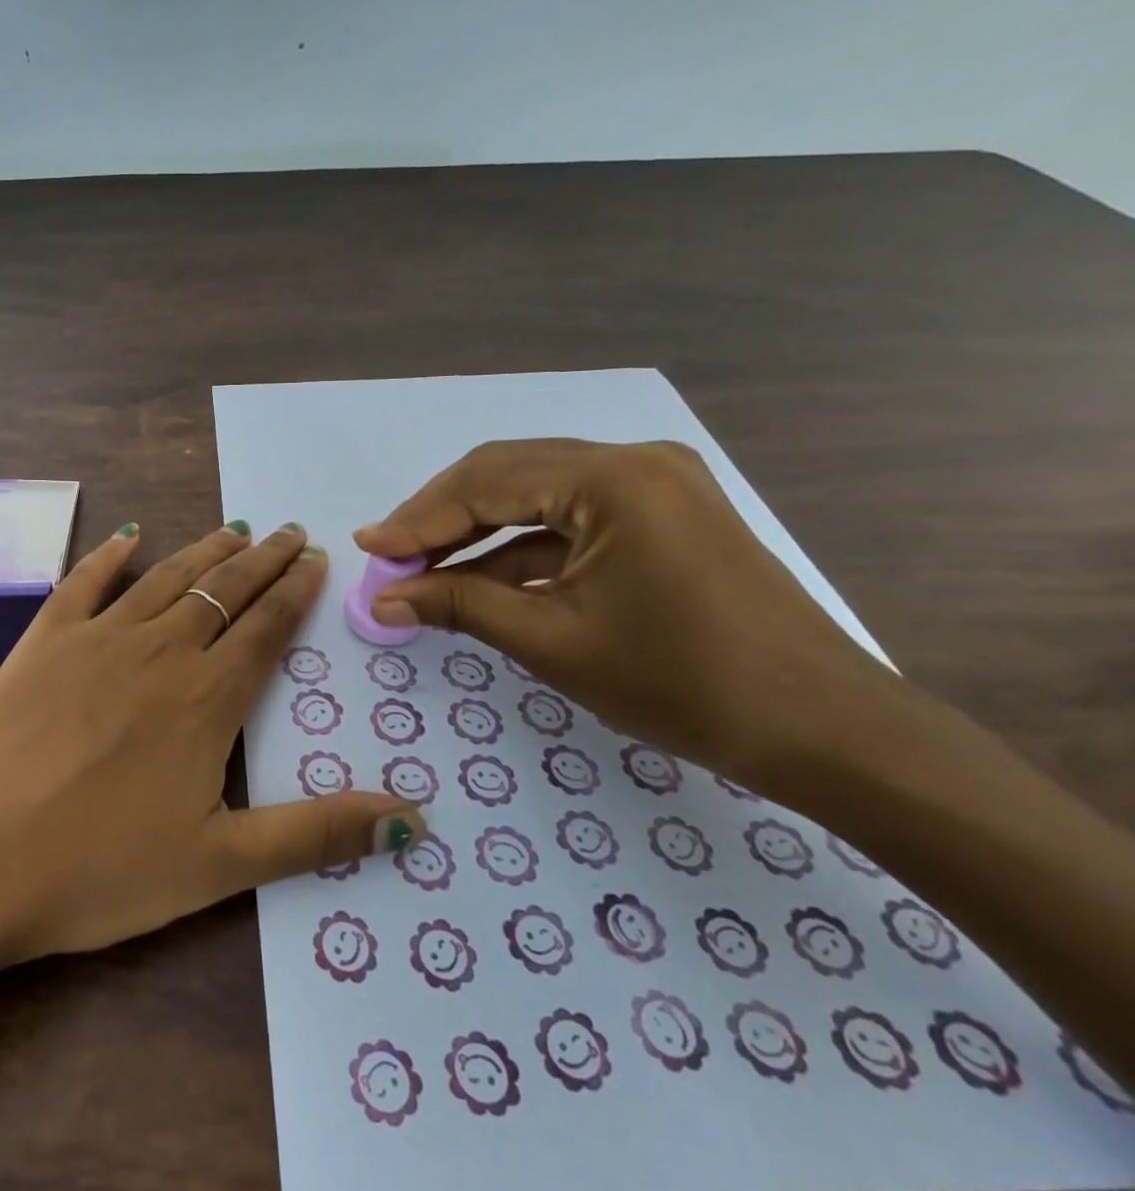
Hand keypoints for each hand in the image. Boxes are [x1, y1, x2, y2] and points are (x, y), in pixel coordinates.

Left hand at [0, 522, 425, 961]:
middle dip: (263, 560)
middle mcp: (160, 651)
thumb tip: (414, 820)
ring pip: (167, 578)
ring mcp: (97, 638)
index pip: (267, 628)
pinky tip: (128, 535)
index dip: (297, 591)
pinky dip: (111, 554)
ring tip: (234, 529)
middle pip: (224, 591)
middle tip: (291, 531)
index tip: (318, 559)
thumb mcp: (219, 865)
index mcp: (206, 699)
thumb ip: (316, 834)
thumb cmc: (97, 868)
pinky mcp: (44, 640)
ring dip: (205, 551)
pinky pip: (85, 581)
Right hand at [354, 439, 913, 794]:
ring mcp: (654, 483)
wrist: (822, 730)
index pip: (485, 483)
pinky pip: (571, 517)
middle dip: (441, 517)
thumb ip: (458, 604)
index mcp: (612, 478)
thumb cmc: (681, 684)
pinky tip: (479, 578)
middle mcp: (633, 460)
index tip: (367, 547)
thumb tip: (382, 600)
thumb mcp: (552, 641)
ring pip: (535, 493)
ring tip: (422, 568)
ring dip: (476, 531)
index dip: (418, 518)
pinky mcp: (662, 513)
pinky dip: (520, 547)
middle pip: (506, 474)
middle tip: (390, 556)